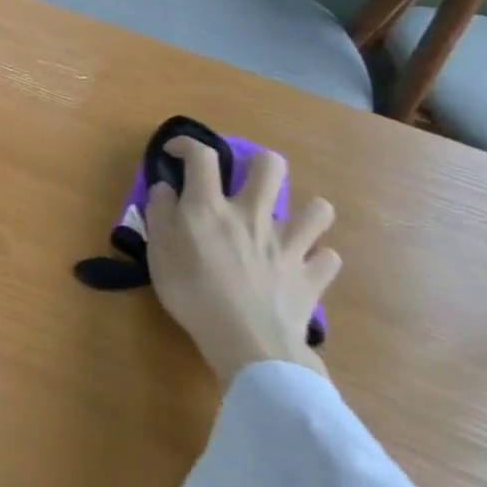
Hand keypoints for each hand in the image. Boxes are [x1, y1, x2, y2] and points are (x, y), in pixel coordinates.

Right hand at [144, 139, 338, 386]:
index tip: (176, 153)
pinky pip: (327, 258)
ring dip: (304, 210)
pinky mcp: (312, 276)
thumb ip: (160, 213)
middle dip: (258, 164)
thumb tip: (166, 188)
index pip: (202, 156)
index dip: (187, 145)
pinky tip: (303, 265)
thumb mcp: (159, 250)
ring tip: (286, 222)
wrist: (248, 342)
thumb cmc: (192, 293)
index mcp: (210, 206)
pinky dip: (316, 258)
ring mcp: (289, 244)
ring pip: (317, 210)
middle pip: (270, 167)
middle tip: (243, 180)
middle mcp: (253, 214)